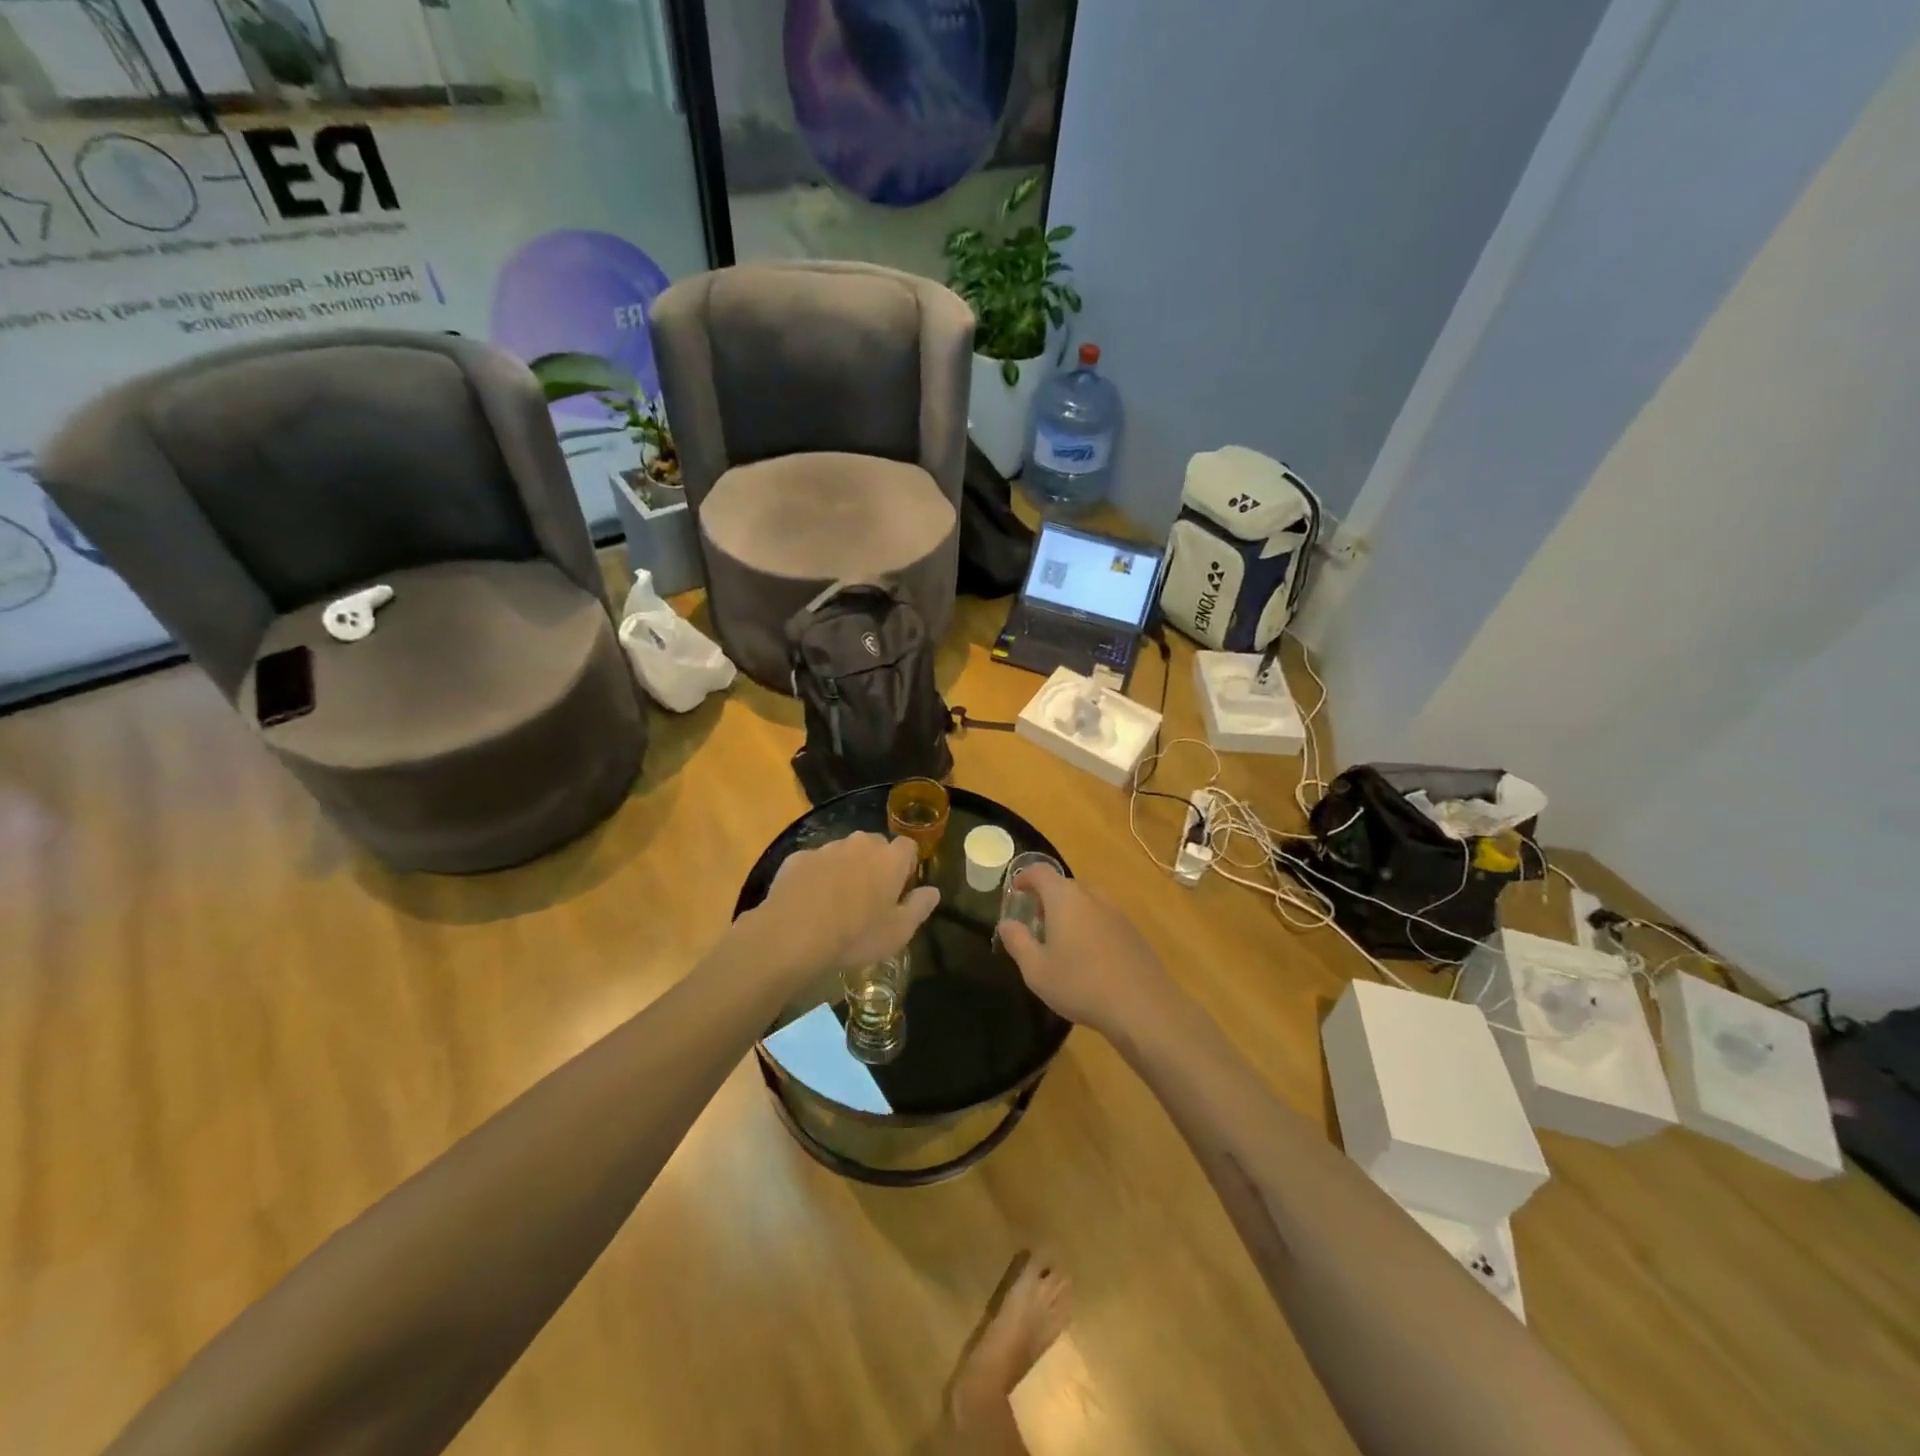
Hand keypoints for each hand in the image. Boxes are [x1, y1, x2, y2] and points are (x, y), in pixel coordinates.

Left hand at [739, 832, 938, 985]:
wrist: (794, 934)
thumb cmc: (856, 935)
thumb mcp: (899, 932)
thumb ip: (920, 907)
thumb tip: (933, 891)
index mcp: (890, 858)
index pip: (908, 847)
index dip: (906, 866)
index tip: (899, 890)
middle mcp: (860, 844)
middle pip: (875, 845)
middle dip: (875, 864)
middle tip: (869, 898)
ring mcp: (826, 848)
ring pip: (843, 852)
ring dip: (845, 869)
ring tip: (836, 902)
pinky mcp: (798, 858)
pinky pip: (815, 863)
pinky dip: (816, 877)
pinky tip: (809, 903)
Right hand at [997, 865, 1178, 1036]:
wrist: (1142, 1007)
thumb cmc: (1080, 984)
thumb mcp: (1036, 969)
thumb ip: (1017, 942)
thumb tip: (1006, 923)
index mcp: (1065, 898)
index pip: (1041, 871)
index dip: (1025, 876)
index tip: (1016, 891)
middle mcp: (1092, 896)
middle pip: (1065, 886)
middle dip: (1047, 899)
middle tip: (1036, 923)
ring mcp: (1117, 912)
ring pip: (1087, 902)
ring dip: (1070, 912)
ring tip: (1062, 941)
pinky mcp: (1134, 932)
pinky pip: (1104, 918)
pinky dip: (1090, 926)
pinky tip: (1090, 957)